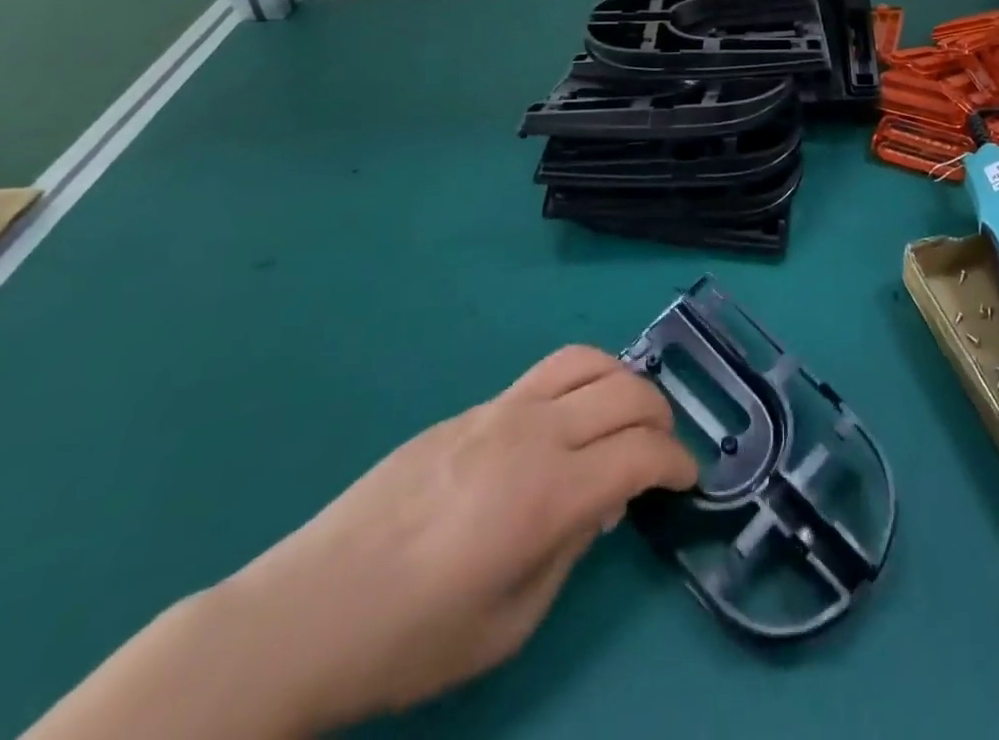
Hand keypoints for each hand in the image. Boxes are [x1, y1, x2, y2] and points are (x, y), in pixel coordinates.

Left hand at [214, 346, 696, 729]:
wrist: (310, 609)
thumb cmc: (414, 638)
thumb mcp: (511, 620)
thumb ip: (571, 549)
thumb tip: (603, 502)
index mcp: (550, 494)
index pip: (642, 453)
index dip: (678, 463)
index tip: (689, 480)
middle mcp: (535, 434)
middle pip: (627, 392)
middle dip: (662, 417)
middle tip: (663, 450)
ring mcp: (501, 410)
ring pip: (588, 361)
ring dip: (624, 381)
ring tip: (626, 415)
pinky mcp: (473, 407)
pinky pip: (546, 375)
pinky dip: (581, 385)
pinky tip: (567, 425)